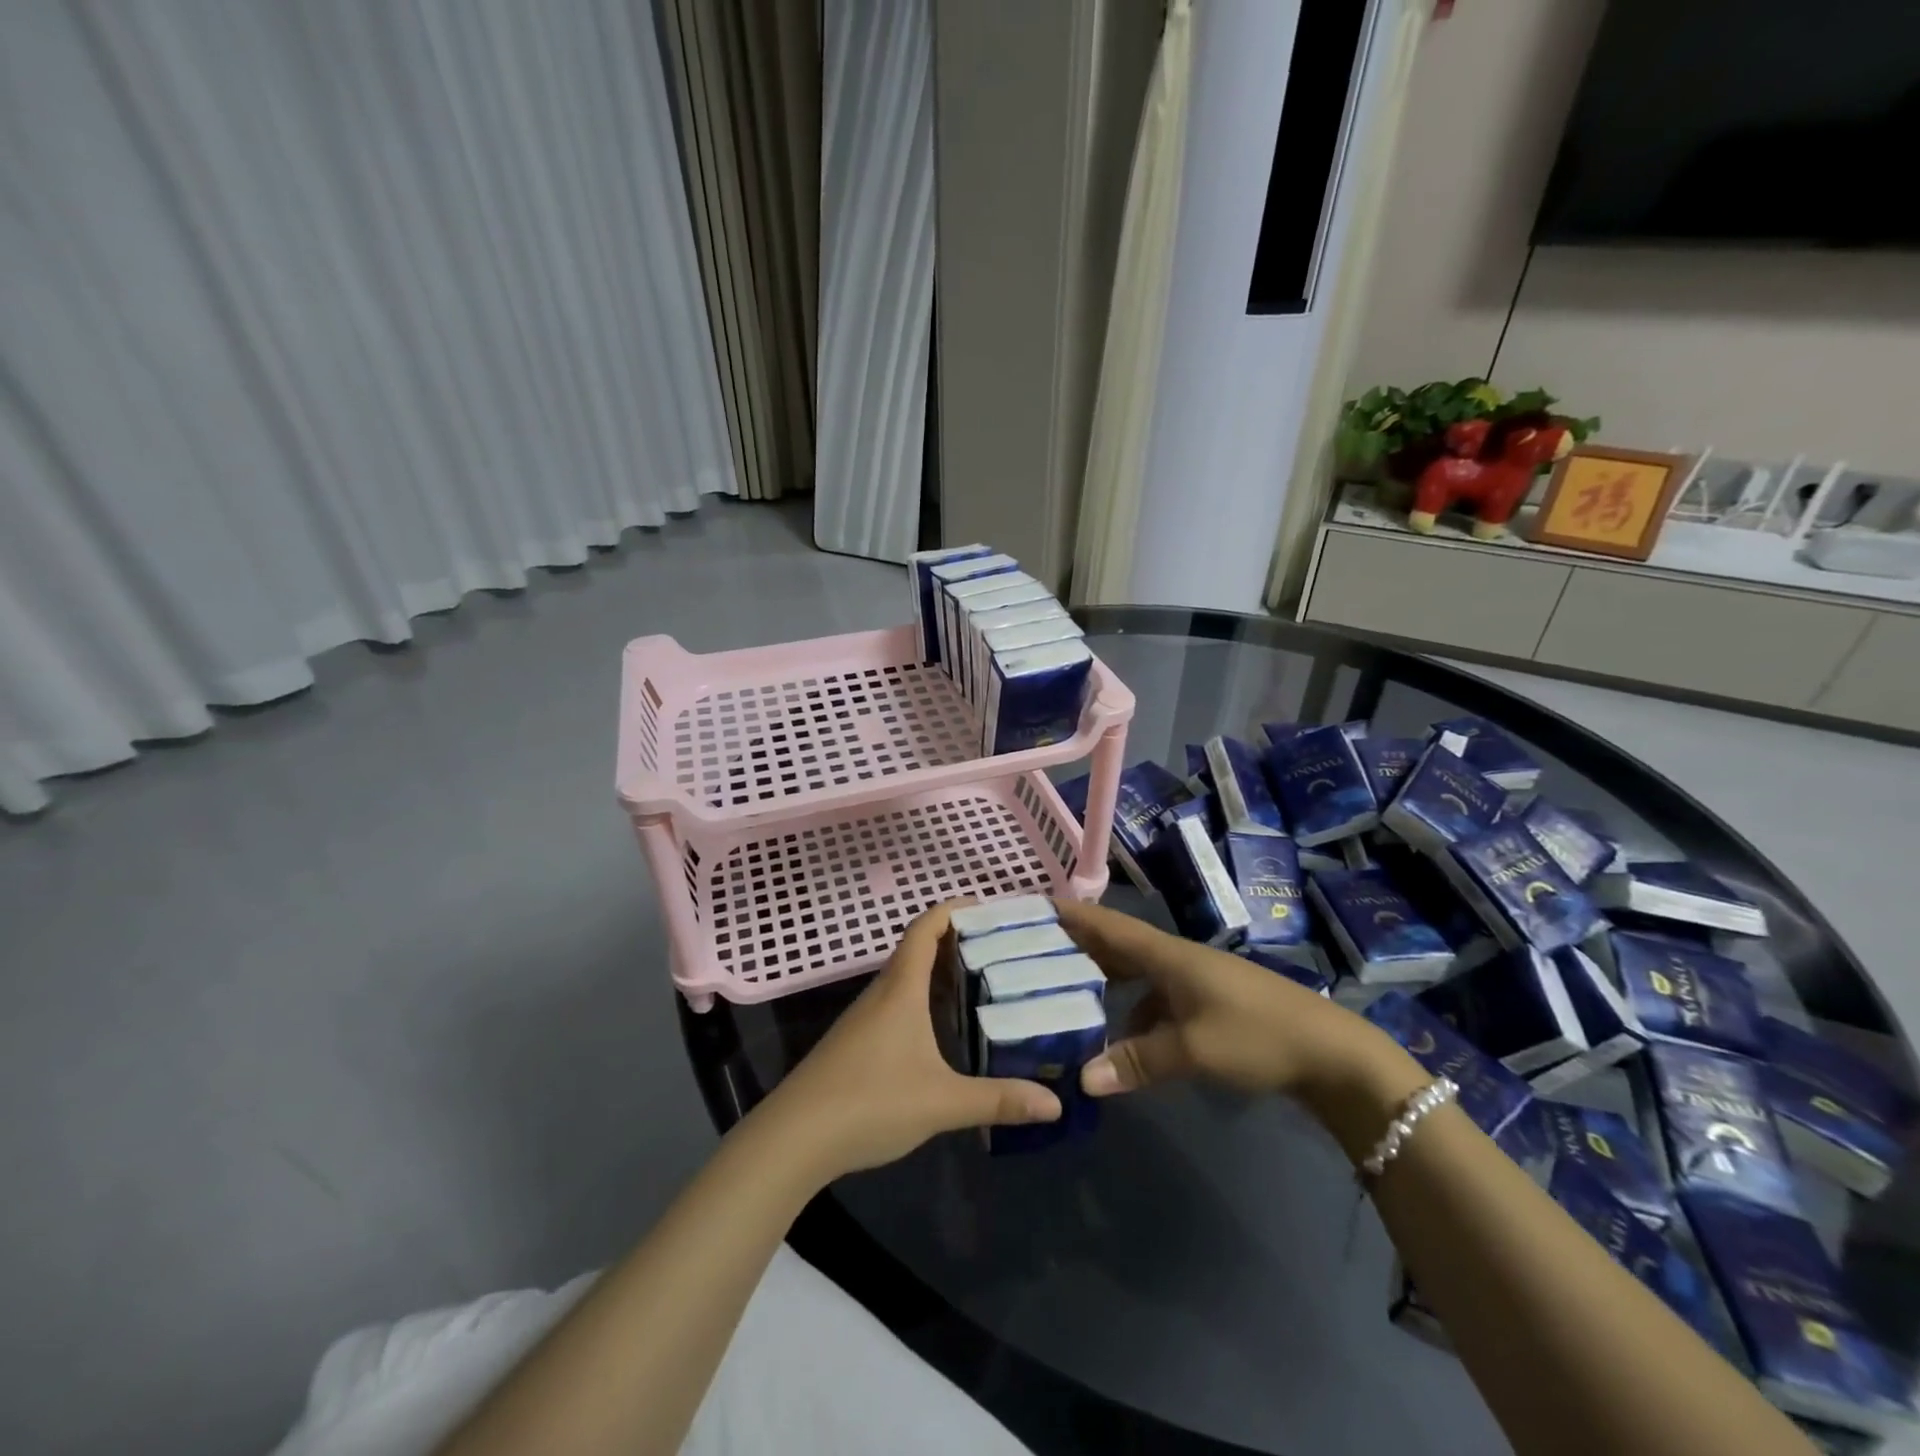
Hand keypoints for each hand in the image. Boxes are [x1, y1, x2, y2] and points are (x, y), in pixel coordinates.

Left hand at [759, 904, 1060, 1180]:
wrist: (794, 1138)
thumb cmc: (870, 1101)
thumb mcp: (941, 1102)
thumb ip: (997, 1100)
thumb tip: (1054, 1104)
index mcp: (901, 989)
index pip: (925, 928)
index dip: (953, 909)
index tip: (987, 906)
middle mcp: (882, 993)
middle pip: (919, 950)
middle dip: (957, 942)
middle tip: (1001, 949)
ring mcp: (864, 1018)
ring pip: (907, 980)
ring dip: (940, 975)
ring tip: (982, 984)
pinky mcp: (856, 1042)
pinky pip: (897, 1004)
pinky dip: (925, 1002)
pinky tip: (944, 1031)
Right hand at [1055, 899, 1409, 1108]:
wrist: (1331, 1053)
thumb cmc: (1258, 1035)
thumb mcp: (1194, 1050)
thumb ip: (1138, 1061)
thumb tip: (1083, 1079)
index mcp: (1167, 955)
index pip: (1108, 925)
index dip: (1072, 915)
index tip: (1033, 907)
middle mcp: (1175, 960)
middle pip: (1117, 946)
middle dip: (1077, 946)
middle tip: (1033, 954)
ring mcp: (1192, 982)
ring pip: (1135, 974)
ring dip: (1102, 980)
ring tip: (1063, 994)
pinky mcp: (1206, 1005)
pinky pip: (1153, 999)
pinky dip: (1130, 1011)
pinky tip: (1118, 1038)